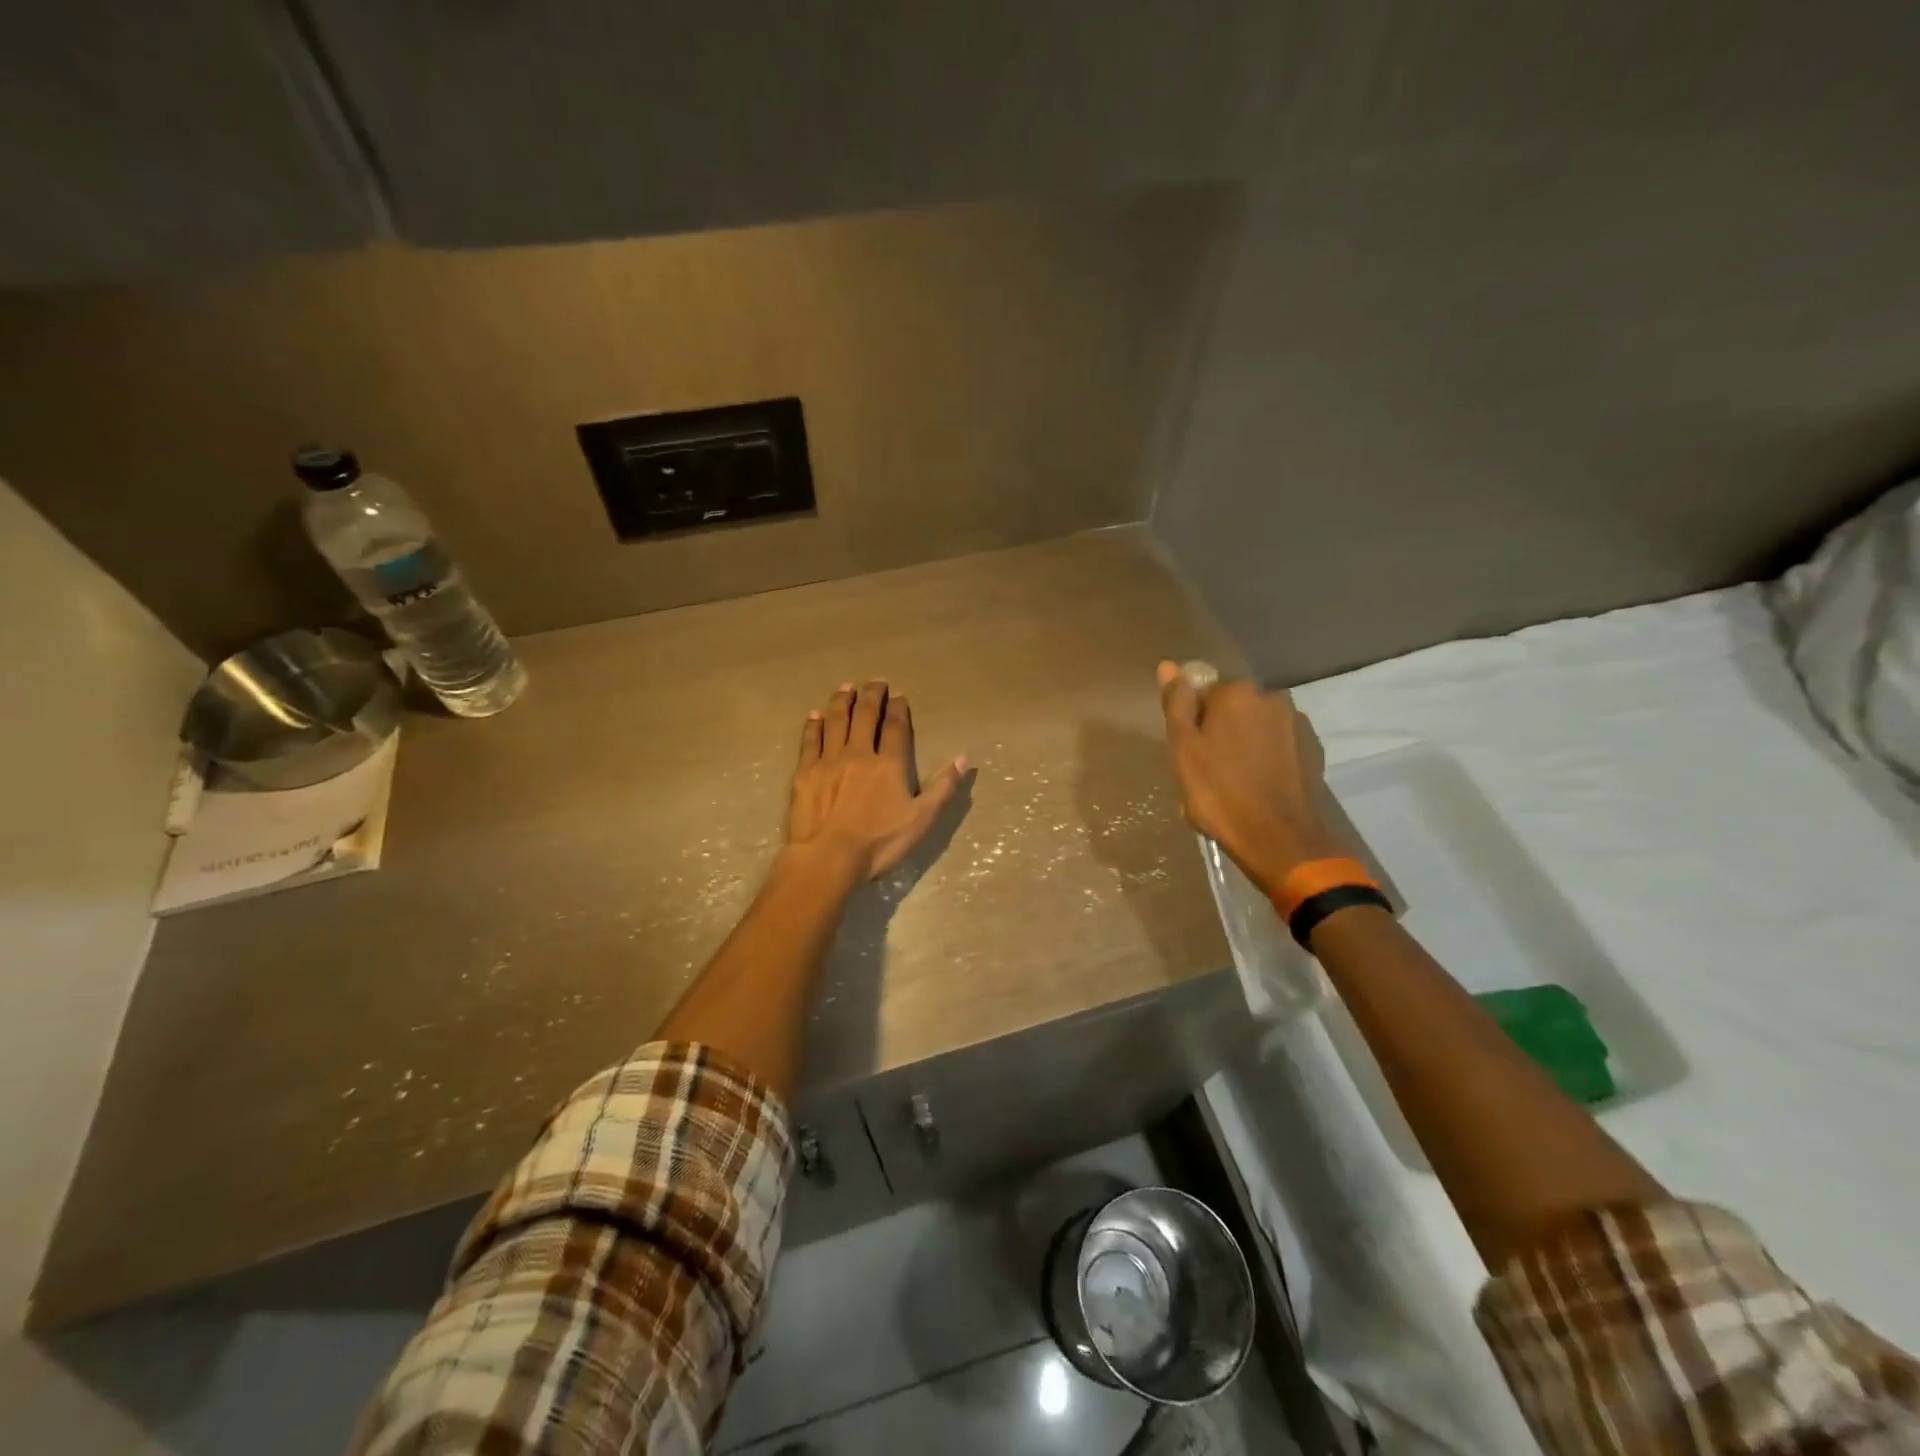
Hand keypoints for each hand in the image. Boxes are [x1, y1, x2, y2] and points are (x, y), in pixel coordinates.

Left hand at [788, 681, 967, 879]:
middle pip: (864, 716)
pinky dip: (813, 725)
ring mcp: (829, 761)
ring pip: (836, 722)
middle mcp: (859, 754)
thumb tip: (964, 758)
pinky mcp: (805, 772)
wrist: (828, 857)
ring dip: (842, 702)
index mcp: (889, 764)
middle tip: (875, 681)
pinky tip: (815, 716)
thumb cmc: (879, 843)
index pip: (895, 727)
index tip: (899, 696)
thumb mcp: (922, 819)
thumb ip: (943, 787)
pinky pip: (810, 741)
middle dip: (871, 696)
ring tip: (845, 688)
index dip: (898, 709)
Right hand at [1156, 661, 1340, 897]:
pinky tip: (1258, 787)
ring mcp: (1297, 725)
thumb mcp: (1183, 748)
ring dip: (1245, 745)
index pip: (1205, 692)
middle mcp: (1271, 698)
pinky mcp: (1313, 752)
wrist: (1279, 838)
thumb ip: (1177, 703)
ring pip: (1258, 728)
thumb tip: (1168, 665)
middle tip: (1208, 770)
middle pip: (1234, 708)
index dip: (1194, 722)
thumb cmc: (1219, 792)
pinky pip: (1279, 746)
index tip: (1189, 752)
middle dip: (1221, 730)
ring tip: (1234, 783)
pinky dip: (1267, 759)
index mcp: (1236, 692)